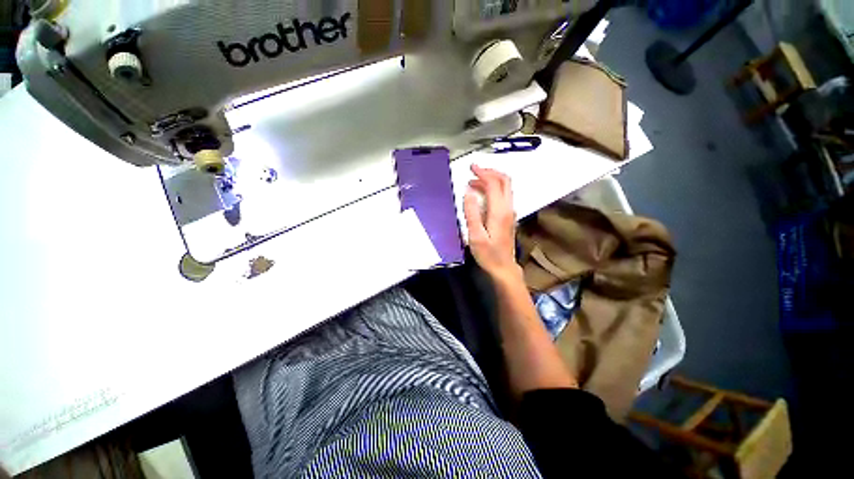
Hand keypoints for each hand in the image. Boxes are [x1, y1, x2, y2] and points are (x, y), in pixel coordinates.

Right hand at [464, 165, 520, 281]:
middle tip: (474, 170)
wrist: (504, 268)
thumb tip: (468, 192)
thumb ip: (471, 213)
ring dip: (491, 180)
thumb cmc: (488, 254)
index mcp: (499, 211)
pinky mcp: (508, 217)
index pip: (494, 183)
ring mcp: (510, 212)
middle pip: (504, 181)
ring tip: (474, 181)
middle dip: (490, 172)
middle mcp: (507, 208)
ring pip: (505, 187)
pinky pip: (503, 195)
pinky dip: (493, 188)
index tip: (471, 168)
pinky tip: (482, 194)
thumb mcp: (475, 236)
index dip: (483, 173)